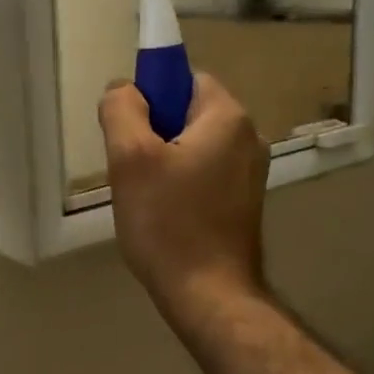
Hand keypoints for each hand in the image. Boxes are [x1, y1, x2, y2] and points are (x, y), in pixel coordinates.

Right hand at [100, 72, 268, 313]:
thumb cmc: (168, 223)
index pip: (184, 78)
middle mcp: (250, 137)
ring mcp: (251, 172)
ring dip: (164, 161)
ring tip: (146, 196)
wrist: (208, 294)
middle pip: (188, 113)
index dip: (150, 96)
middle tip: (130, 170)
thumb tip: (124, 89)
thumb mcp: (130, 158)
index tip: (129, 133)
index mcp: (228, 117)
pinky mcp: (245, 202)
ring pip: (193, 146)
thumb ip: (122, 109)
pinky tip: (165, 214)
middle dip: (153, 133)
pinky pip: (204, 173)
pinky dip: (181, 183)